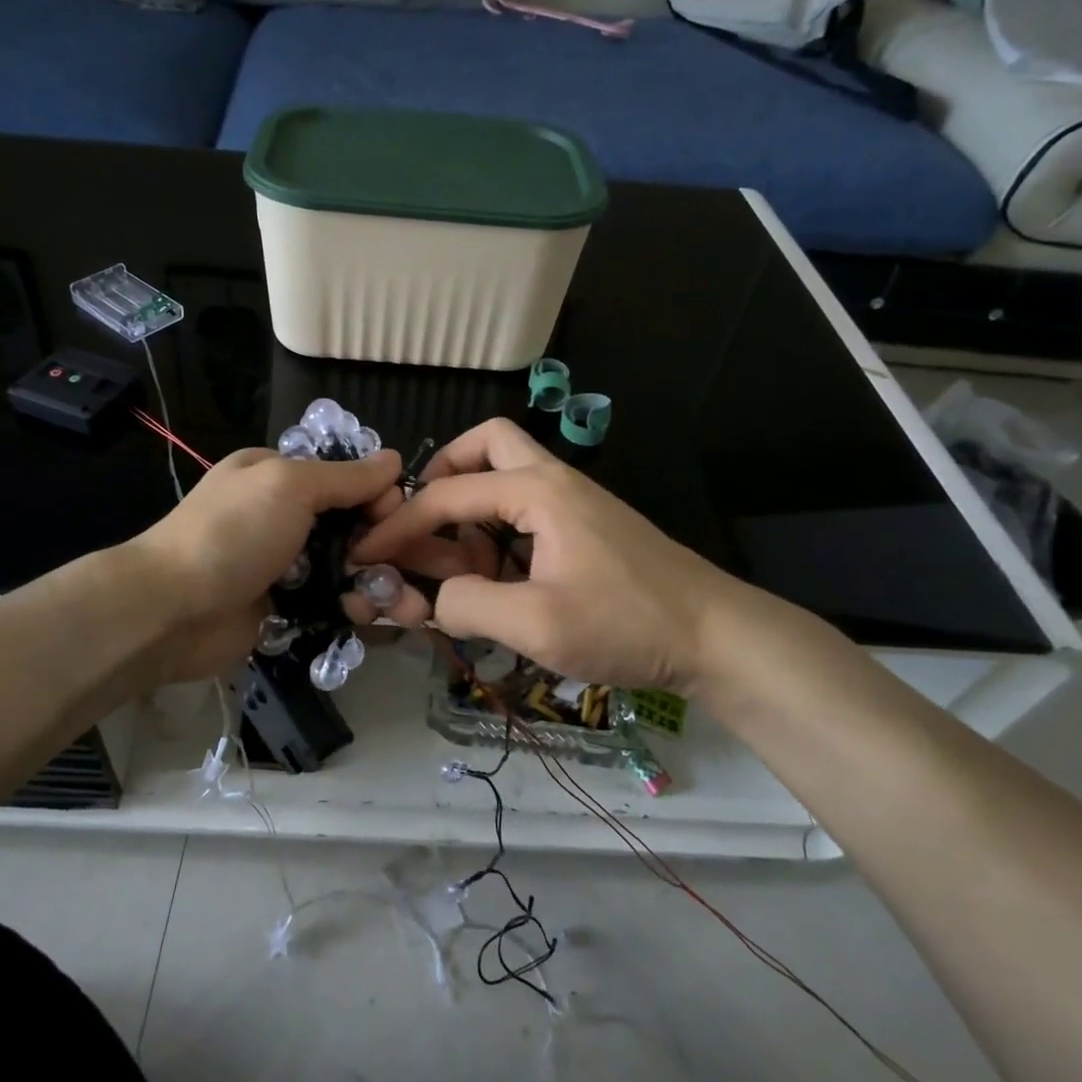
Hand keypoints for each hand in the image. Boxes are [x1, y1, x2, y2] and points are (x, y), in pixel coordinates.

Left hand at [125, 446, 405, 682]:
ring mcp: (282, 563)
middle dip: (380, 543)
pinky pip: (330, 602)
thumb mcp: (289, 486)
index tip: (396, 516)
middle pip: (349, 523)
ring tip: (394, 602)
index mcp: (277, 474)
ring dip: (372, 581)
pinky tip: (364, 616)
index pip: (344, 476)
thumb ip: (346, 477)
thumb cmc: (233, 533)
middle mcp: (281, 515)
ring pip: (344, 567)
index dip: (376, 494)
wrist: (172, 611)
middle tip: (400, 566)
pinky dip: (350, 608)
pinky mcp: (284, 607)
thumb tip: (394, 460)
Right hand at [353, 418, 765, 696]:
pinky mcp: (586, 529)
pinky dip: (498, 534)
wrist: (715, 636)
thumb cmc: (626, 623)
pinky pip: (527, 512)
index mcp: (537, 491)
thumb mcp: (536, 624)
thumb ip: (468, 604)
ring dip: (470, 512)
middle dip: (443, 475)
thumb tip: (434, 597)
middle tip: (423, 521)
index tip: (367, 553)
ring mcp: (574, 503)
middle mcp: (553, 482)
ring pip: (506, 478)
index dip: (399, 525)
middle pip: (486, 445)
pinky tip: (496, 581)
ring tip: (458, 571)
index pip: (447, 495)